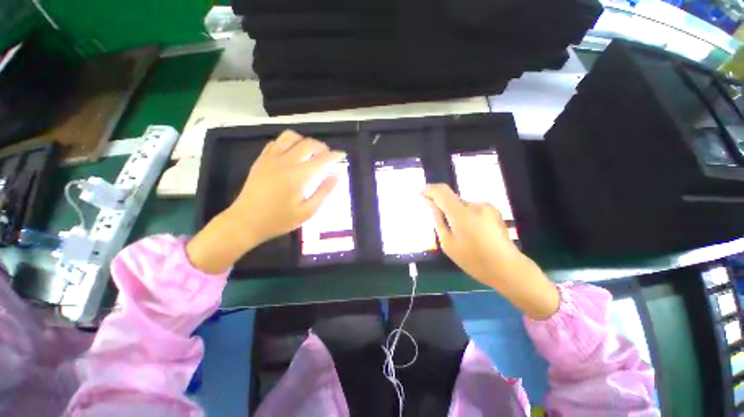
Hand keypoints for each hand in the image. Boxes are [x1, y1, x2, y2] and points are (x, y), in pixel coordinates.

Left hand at [187, 130, 345, 273]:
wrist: (245, 222)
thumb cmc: (279, 220)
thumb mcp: (308, 211)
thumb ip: (324, 191)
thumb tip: (337, 176)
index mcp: (299, 176)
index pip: (322, 159)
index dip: (335, 156)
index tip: (342, 156)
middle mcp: (285, 162)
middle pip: (308, 143)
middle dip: (322, 147)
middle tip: (327, 156)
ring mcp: (270, 159)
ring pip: (290, 136)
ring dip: (304, 141)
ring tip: (309, 153)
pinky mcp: (260, 160)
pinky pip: (275, 143)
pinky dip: (287, 144)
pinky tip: (291, 155)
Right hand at [423, 184, 559, 318]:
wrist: (508, 268)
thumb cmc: (474, 260)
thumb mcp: (448, 243)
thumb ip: (438, 221)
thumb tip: (431, 204)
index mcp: (461, 213)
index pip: (442, 191)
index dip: (429, 190)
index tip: (421, 194)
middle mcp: (475, 205)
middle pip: (452, 199)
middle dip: (443, 207)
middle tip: (441, 225)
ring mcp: (487, 207)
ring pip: (462, 205)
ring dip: (455, 214)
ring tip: (460, 234)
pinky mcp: (493, 211)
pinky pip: (472, 209)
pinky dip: (466, 216)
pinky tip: (471, 233)